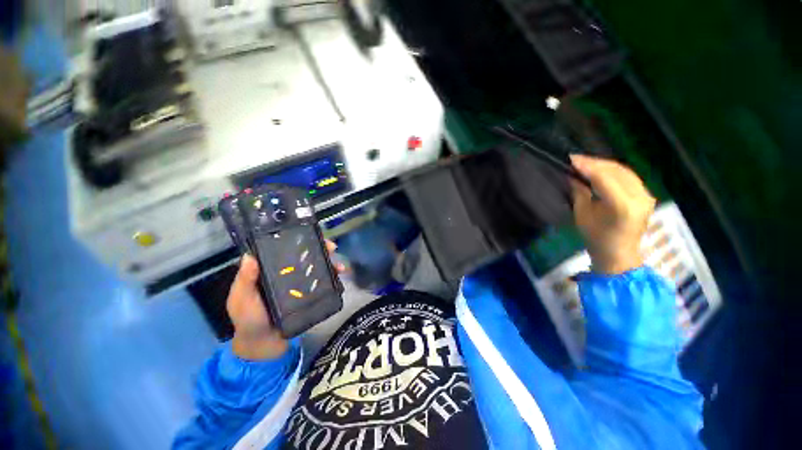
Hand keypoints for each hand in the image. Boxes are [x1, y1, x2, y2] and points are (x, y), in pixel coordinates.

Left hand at [227, 241, 343, 359]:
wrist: (264, 346)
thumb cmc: (248, 320)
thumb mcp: (242, 299)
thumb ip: (245, 281)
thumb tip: (250, 256)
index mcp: (269, 270)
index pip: (285, 250)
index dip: (298, 241)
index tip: (310, 236)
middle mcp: (287, 274)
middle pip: (305, 256)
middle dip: (320, 249)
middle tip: (332, 248)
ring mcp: (299, 284)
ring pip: (316, 268)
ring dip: (330, 263)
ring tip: (339, 266)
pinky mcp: (308, 295)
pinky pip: (321, 283)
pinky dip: (332, 278)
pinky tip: (339, 277)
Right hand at [570, 155, 655, 274]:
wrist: (619, 254)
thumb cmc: (597, 238)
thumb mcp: (582, 215)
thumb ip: (580, 193)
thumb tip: (573, 176)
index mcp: (622, 206)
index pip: (604, 178)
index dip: (587, 166)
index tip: (571, 159)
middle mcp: (639, 198)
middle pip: (616, 171)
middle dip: (594, 163)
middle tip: (575, 159)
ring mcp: (646, 196)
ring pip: (624, 171)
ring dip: (603, 165)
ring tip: (585, 163)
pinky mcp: (646, 195)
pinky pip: (629, 176)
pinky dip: (613, 171)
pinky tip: (600, 170)